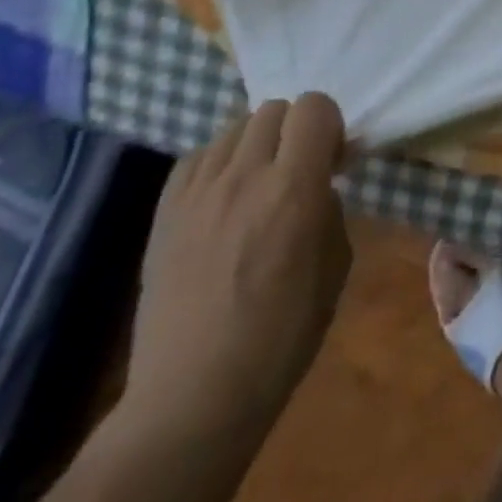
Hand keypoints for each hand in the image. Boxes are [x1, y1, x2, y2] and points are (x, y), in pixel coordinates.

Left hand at [122, 93, 351, 447]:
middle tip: (300, 169)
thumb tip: (321, 184)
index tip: (333, 160)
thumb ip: (330, 207)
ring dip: (257, 143)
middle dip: (296, 129)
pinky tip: (224, 196)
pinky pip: (197, 157)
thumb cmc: (283, 334)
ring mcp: (197, 193)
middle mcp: (244, 176)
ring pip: (235, 127)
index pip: (315, 108)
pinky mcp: (164, 213)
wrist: (195, 394)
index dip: (330, 124)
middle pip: (274, 109)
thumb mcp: (337, 263)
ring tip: (259, 183)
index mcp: (294, 187)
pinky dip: (219, 162)